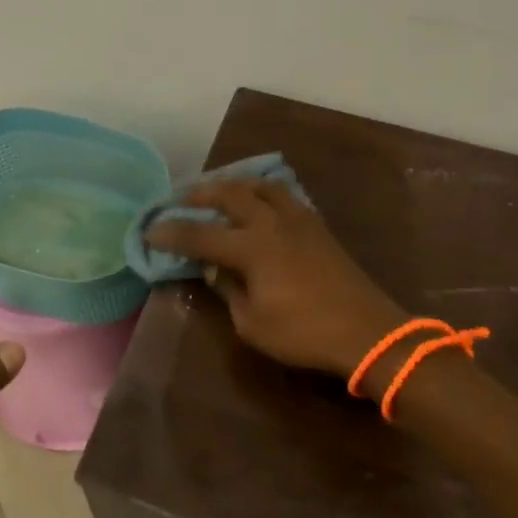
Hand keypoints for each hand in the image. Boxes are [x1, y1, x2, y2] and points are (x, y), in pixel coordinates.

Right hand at [144, 179, 406, 376]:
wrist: (367, 331)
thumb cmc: (303, 333)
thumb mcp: (252, 322)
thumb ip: (228, 290)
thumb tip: (216, 268)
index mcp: (252, 248)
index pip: (201, 235)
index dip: (172, 233)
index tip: (151, 231)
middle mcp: (272, 224)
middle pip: (231, 196)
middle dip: (202, 195)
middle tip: (182, 198)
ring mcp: (299, 220)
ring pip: (262, 187)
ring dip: (236, 184)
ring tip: (221, 189)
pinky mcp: (318, 227)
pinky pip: (285, 196)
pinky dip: (264, 192)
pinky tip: (261, 202)